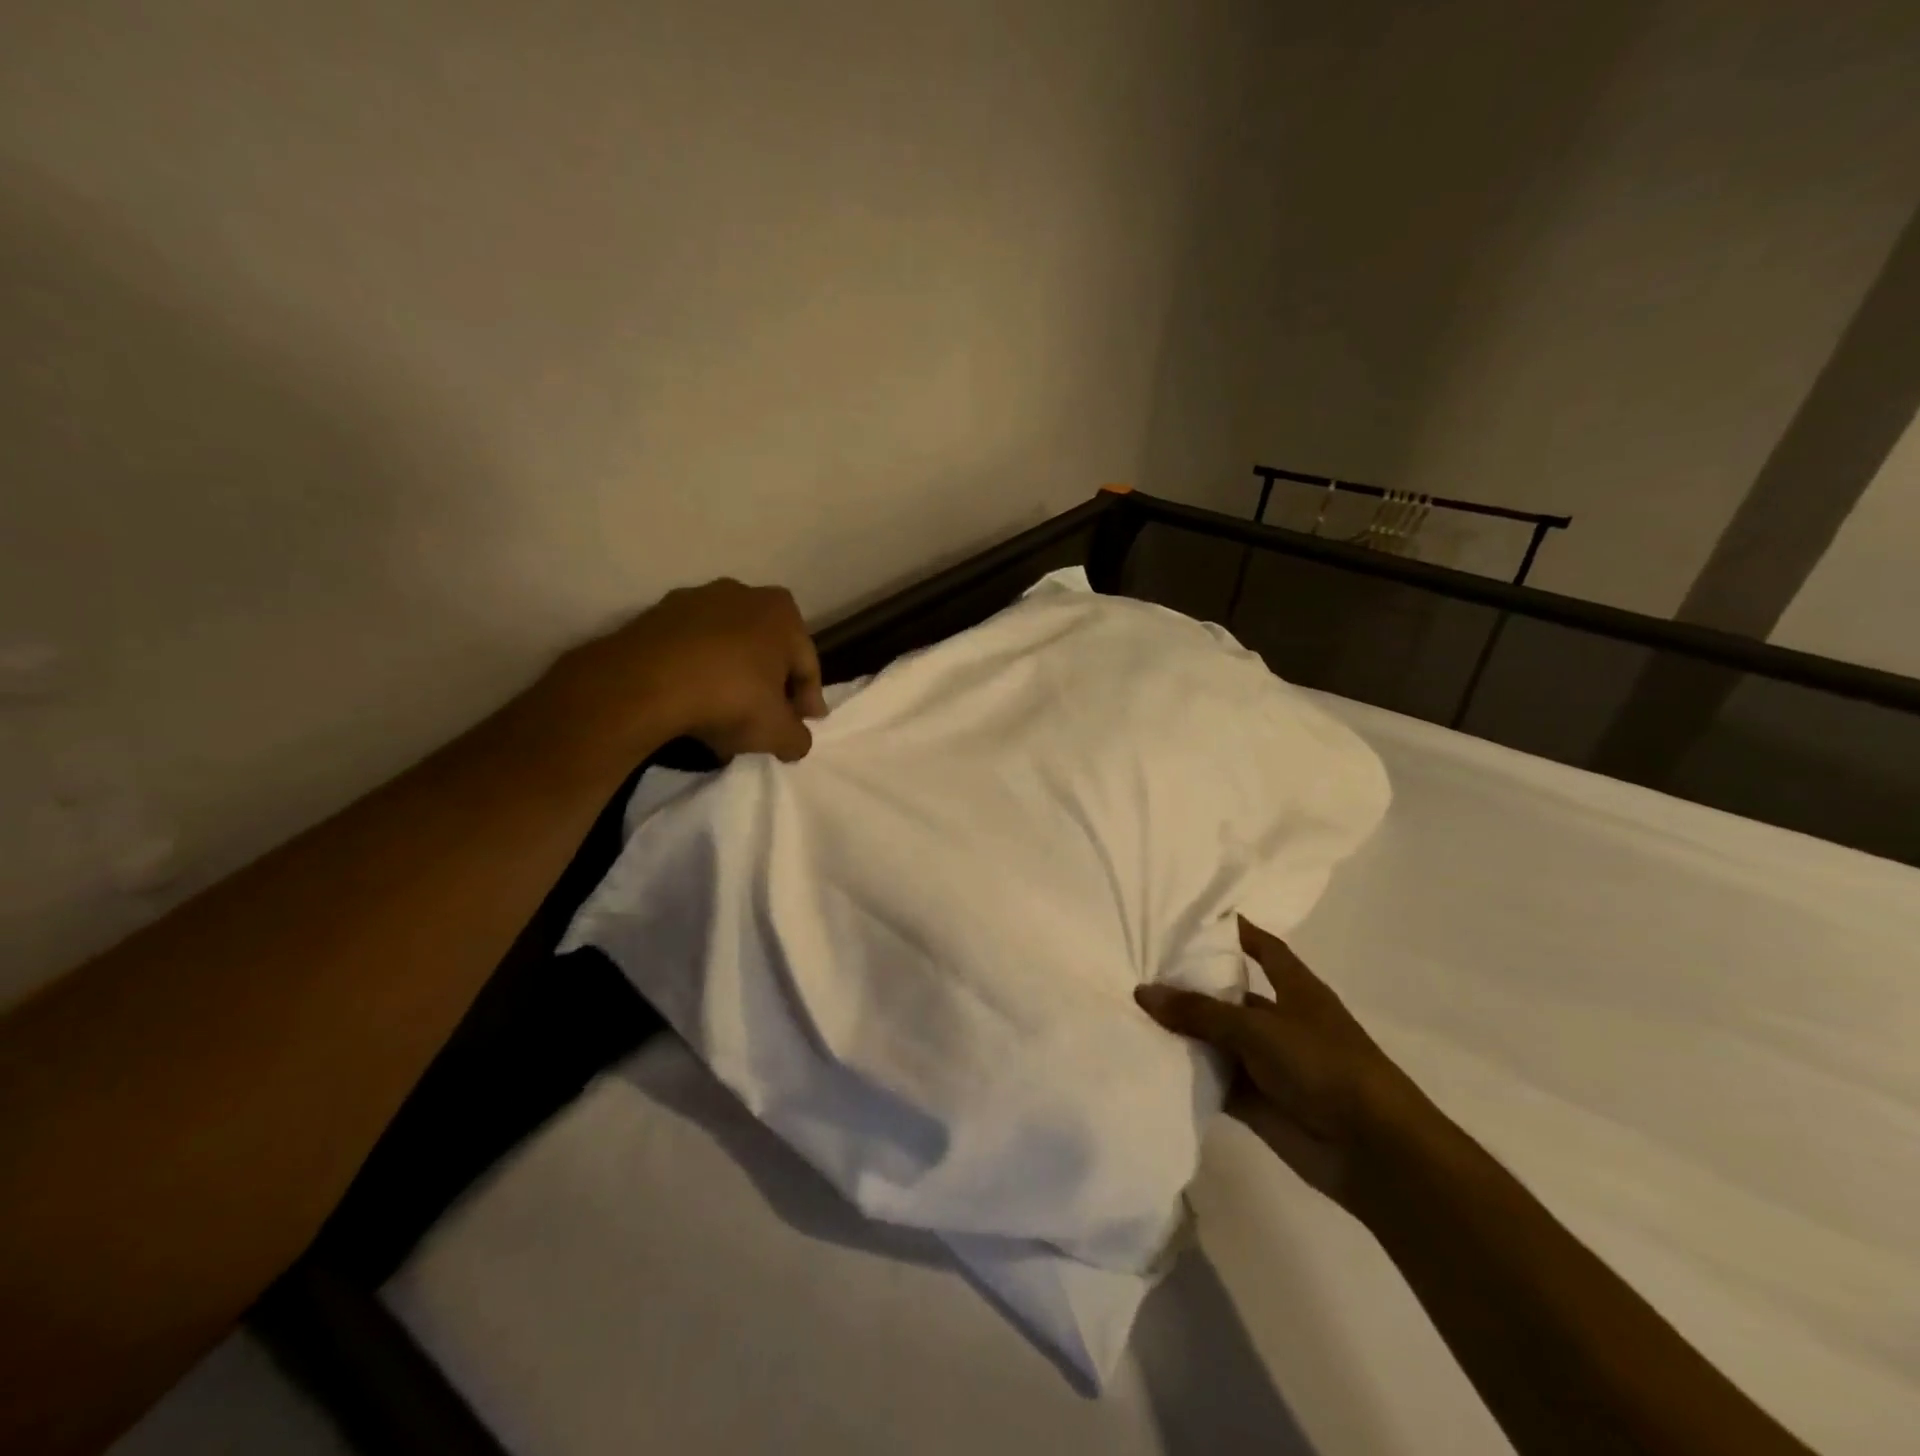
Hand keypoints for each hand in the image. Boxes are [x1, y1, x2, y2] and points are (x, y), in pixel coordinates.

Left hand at [542, 579, 828, 763]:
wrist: (643, 684)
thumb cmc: (730, 698)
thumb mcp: (777, 732)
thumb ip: (797, 738)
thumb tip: (795, 742)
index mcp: (782, 612)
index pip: (806, 665)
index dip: (808, 700)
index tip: (803, 725)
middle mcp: (743, 594)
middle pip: (767, 651)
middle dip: (769, 685)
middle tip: (767, 720)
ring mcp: (695, 600)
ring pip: (727, 649)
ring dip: (731, 679)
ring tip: (724, 717)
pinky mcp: (654, 615)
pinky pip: (690, 650)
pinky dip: (696, 673)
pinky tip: (690, 705)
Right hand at [1135, 917, 1425, 1209]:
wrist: (1372, 1150)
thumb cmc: (1324, 1065)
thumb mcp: (1258, 1028)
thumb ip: (1200, 1011)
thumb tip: (1143, 991)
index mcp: (1296, 989)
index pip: (1263, 948)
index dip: (1235, 931)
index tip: (1192, 917)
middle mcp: (1279, 1020)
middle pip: (1229, 994)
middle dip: (1190, 984)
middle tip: (1137, 966)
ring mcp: (1267, 1062)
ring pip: (1216, 1039)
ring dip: (1183, 1032)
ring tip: (1129, 1011)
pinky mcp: (1255, 1100)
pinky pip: (1213, 1079)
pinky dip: (1186, 1072)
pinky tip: (1146, 1059)